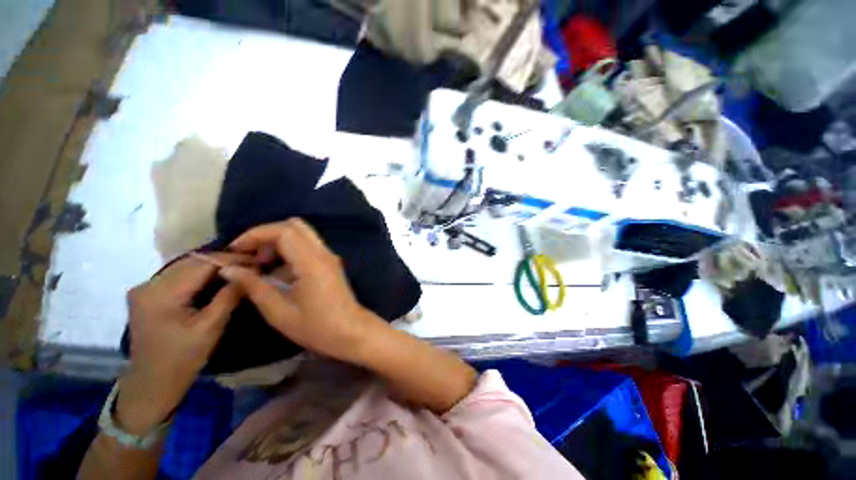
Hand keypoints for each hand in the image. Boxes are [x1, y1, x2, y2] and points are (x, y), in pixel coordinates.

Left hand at [117, 253, 248, 432]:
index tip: (257, 259)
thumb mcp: (211, 327)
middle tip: (252, 263)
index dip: (232, 259)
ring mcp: (145, 288)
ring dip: (212, 265)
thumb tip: (249, 272)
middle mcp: (148, 284)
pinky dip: (199, 273)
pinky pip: (178, 274)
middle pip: (192, 261)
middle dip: (224, 260)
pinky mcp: (147, 293)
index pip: (202, 264)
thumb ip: (229, 296)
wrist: (152, 383)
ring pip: (185, 265)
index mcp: (162, 294)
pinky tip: (216, 277)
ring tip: (238, 268)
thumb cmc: (183, 359)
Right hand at [220, 219, 386, 363]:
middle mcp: (323, 253)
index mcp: (312, 262)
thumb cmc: (317, 327)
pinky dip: (289, 251)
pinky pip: (308, 247)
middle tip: (249, 256)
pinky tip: (277, 273)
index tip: (236, 250)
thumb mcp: (279, 312)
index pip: (284, 231)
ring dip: (278, 242)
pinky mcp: (330, 263)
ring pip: (302, 235)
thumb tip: (229, 269)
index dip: (256, 234)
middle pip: (295, 226)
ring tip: (260, 266)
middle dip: (267, 235)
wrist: (351, 331)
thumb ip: (254, 287)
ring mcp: (329, 257)